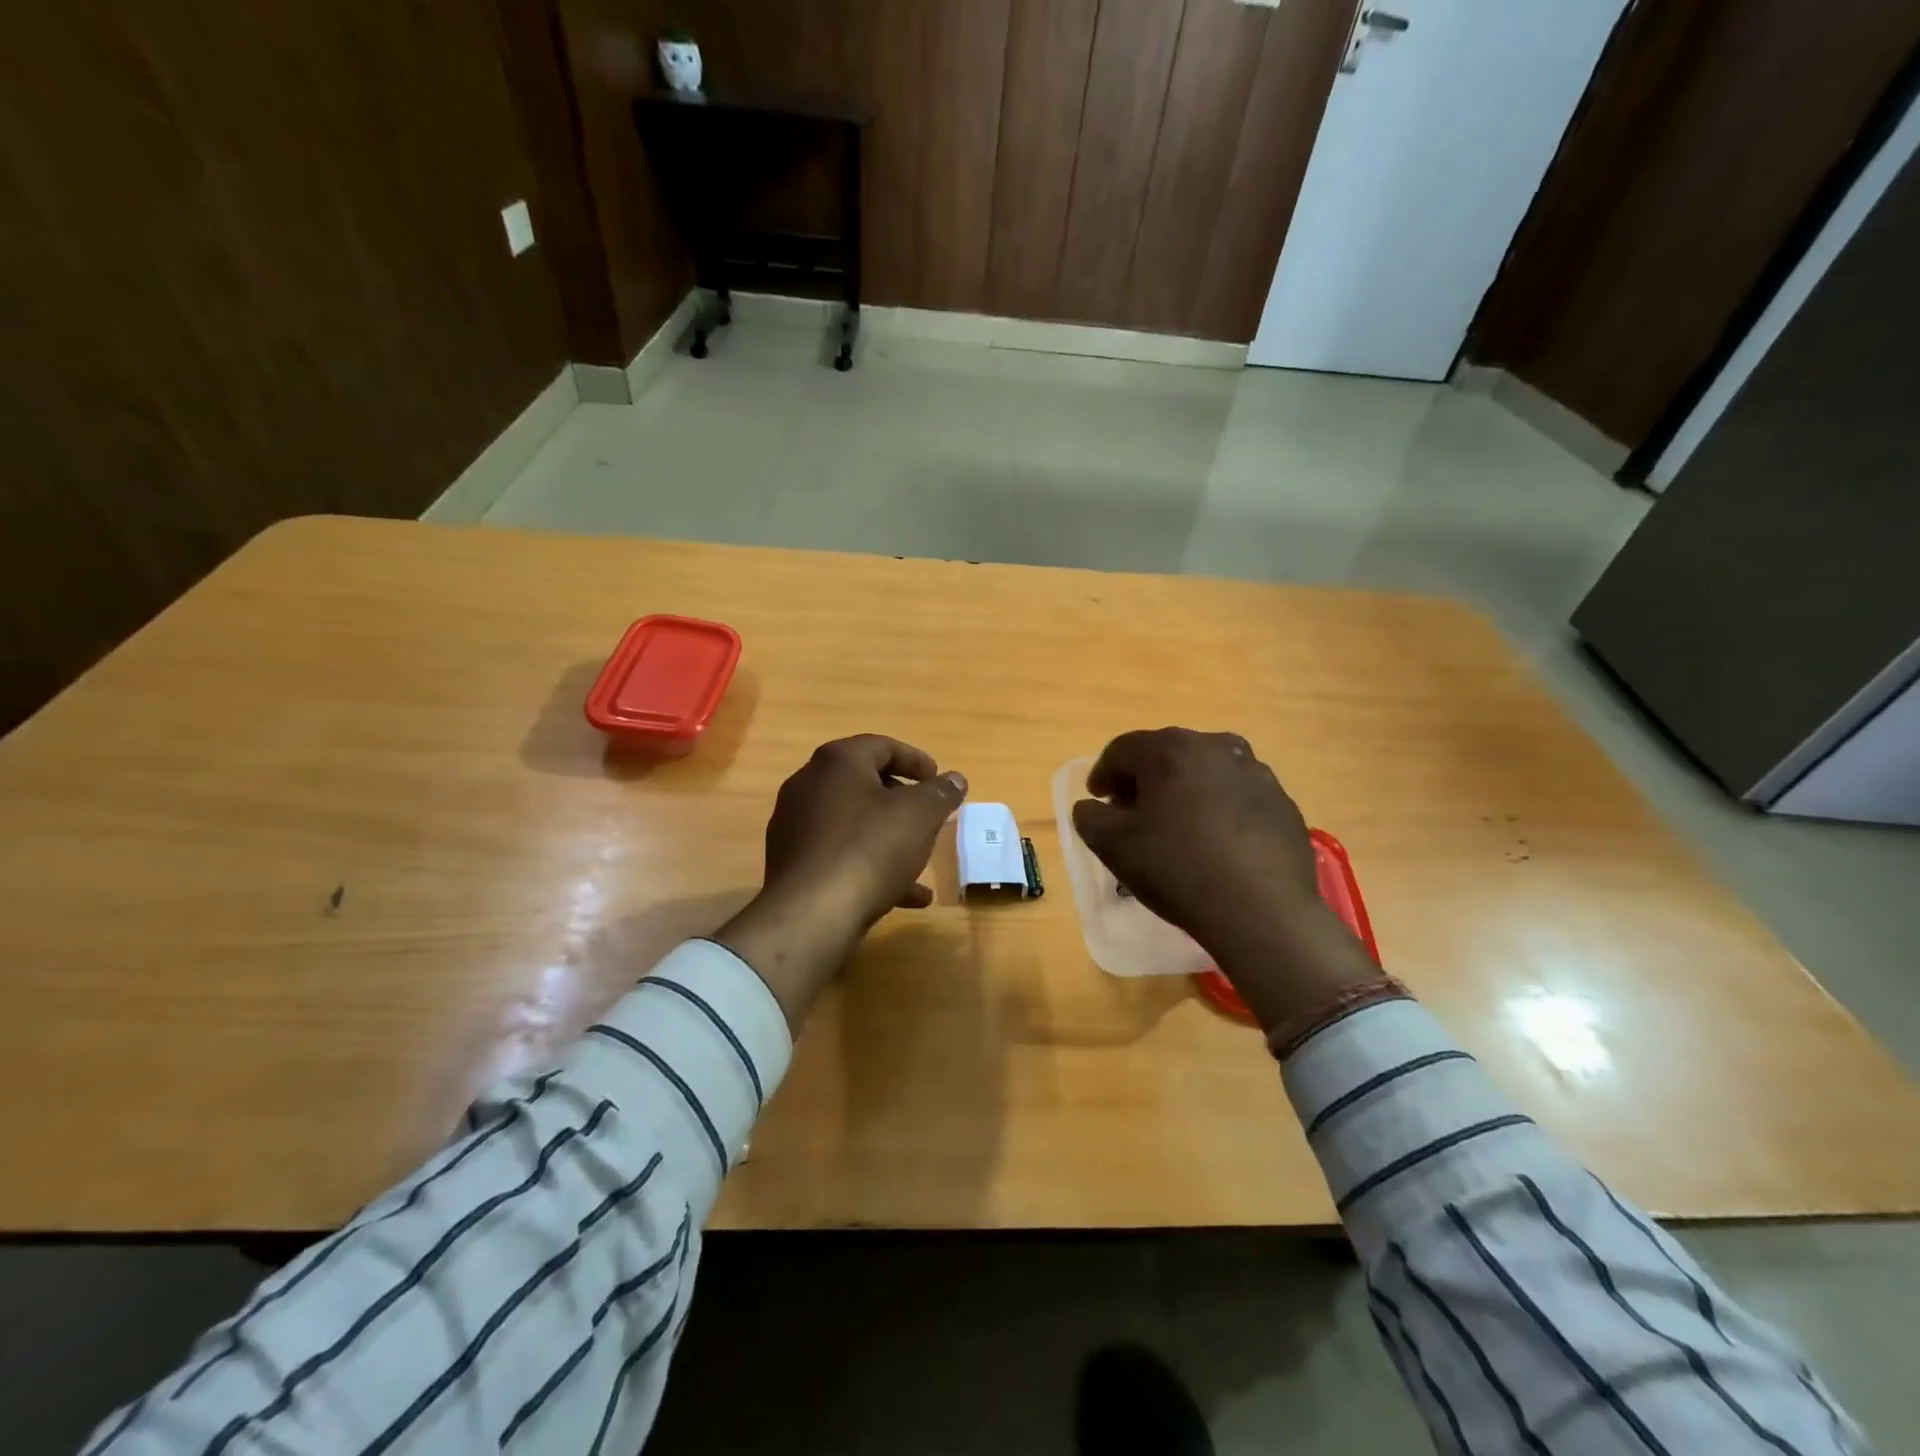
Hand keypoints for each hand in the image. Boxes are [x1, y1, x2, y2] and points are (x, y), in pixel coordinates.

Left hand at [715, 736, 966, 1030]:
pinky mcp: (792, 864)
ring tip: (921, 859)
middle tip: (929, 815)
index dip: (916, 760)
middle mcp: (809, 785)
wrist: (811, 914)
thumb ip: (940, 793)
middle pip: (863, 783)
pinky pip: (839, 855)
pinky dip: (870, 866)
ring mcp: (795, 826)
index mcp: (837, 762)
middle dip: (901, 800)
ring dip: (889, 837)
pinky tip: (905, 896)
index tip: (939, 779)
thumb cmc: (870, 849)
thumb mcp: (920, 816)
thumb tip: (955, 779)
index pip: (882, 746)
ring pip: (853, 824)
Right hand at [1071, 728, 1377, 1032]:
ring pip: (1205, 772)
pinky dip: (1218, 809)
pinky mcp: (1282, 802)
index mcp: (1170, 749)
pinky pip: (1237, 796)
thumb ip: (1090, 817)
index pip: (1122, 750)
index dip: (1103, 773)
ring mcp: (1255, 772)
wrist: (1262, 910)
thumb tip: (1091, 807)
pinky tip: (1214, 843)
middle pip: (1167, 755)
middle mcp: (1215, 747)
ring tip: (1175, 826)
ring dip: (1184, 791)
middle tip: (1131, 811)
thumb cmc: (1176, 868)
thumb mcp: (1113, 846)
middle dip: (1144, 780)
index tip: (1097, 798)